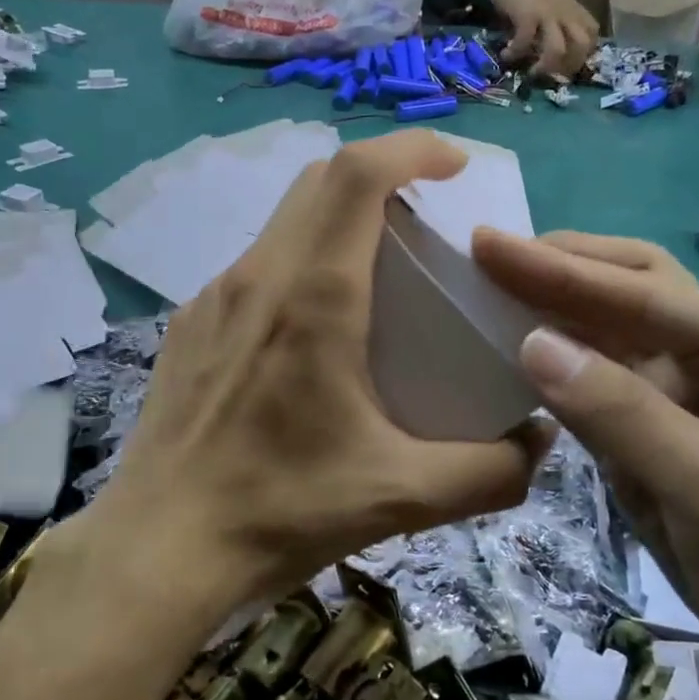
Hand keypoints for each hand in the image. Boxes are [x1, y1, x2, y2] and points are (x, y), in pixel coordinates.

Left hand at [95, 133, 553, 617]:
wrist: (159, 551)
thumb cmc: (278, 513)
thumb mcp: (400, 498)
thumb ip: (489, 471)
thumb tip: (539, 442)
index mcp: (311, 297)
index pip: (357, 175)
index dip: (411, 149)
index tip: (454, 165)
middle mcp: (256, 278)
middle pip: (318, 182)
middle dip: (381, 177)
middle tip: (426, 219)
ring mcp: (211, 299)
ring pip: (283, 222)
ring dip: (336, 221)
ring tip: (378, 274)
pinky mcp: (189, 328)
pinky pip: (255, 268)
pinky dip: (298, 263)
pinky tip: (314, 331)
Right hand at [472, 230, 698, 699]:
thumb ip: (621, 414)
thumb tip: (532, 341)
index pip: (639, 296)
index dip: (555, 270)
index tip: (484, 244)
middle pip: (630, 291)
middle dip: (559, 268)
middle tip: (483, 254)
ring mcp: (692, 396)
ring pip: (610, 334)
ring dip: (552, 309)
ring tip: (486, 288)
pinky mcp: (663, 435)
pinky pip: (601, 386)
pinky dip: (557, 365)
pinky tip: (516, 351)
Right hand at [485, 0, 598, 82]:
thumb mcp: (548, 2)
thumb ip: (552, 21)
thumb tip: (545, 48)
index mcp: (572, 8)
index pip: (592, 33)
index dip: (583, 53)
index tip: (566, 64)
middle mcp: (565, 12)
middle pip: (582, 45)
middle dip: (569, 66)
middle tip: (552, 75)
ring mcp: (547, 13)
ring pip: (557, 49)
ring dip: (545, 66)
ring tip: (531, 72)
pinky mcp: (526, 15)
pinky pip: (524, 42)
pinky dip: (515, 53)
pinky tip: (506, 54)